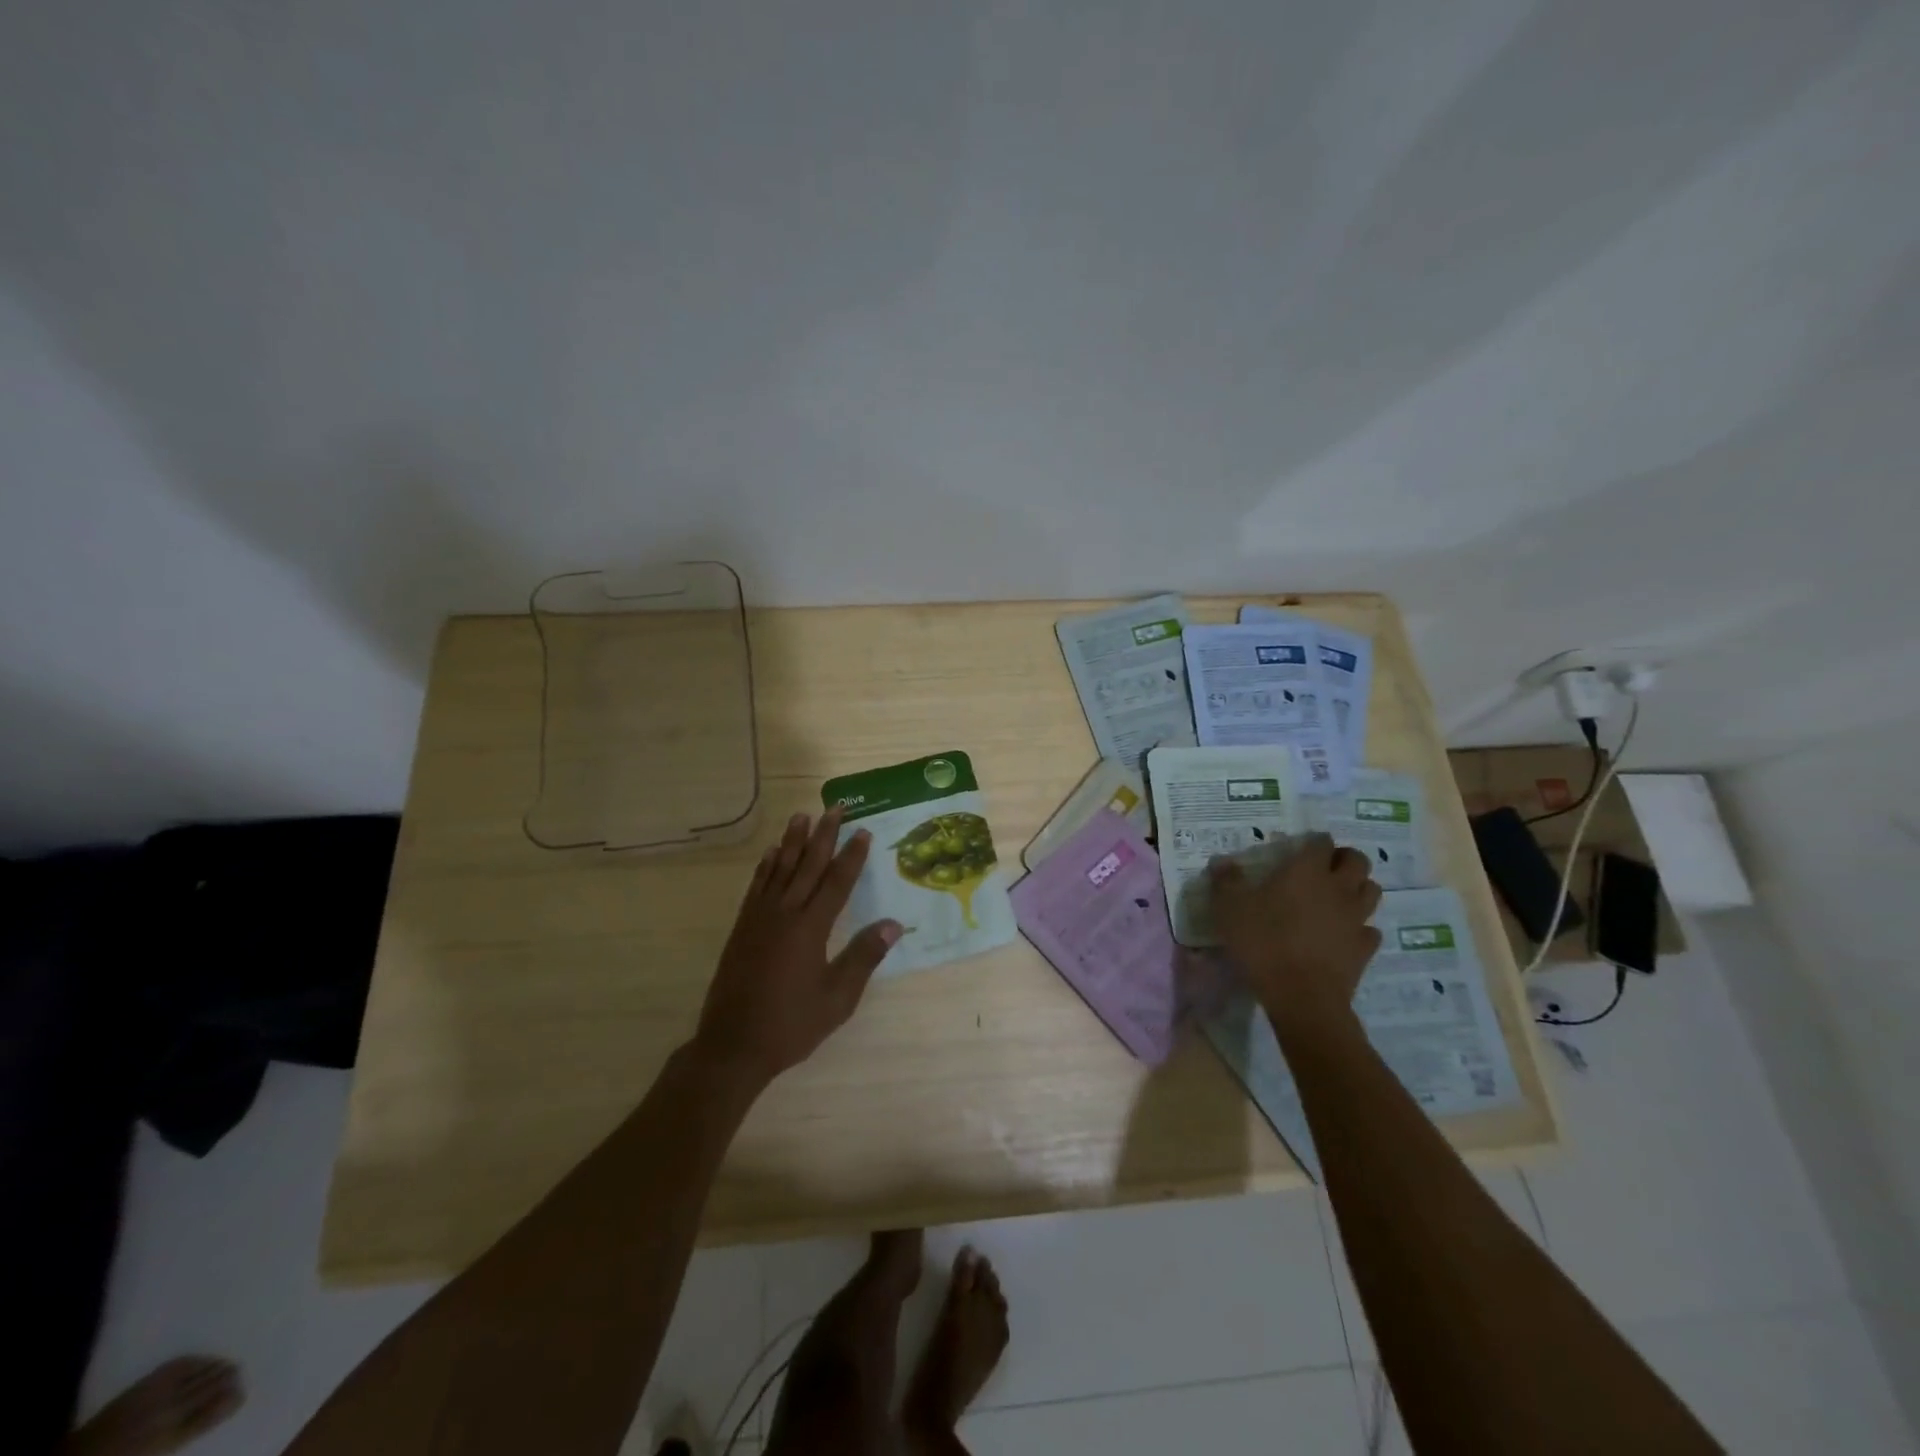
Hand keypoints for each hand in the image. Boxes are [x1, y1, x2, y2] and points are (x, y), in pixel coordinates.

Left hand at [693, 807, 901, 1085]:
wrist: (733, 1046)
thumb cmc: (791, 1024)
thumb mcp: (837, 998)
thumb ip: (864, 957)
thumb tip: (893, 924)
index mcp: (810, 928)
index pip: (837, 882)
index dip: (852, 856)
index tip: (862, 831)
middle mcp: (784, 914)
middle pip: (808, 866)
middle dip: (824, 836)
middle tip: (834, 808)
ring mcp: (759, 919)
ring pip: (779, 869)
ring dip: (793, 841)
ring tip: (802, 816)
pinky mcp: (742, 928)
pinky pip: (756, 886)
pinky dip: (765, 866)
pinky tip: (771, 853)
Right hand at [1210, 834, 1381, 1036]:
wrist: (1302, 996)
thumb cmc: (1263, 942)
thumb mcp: (1229, 908)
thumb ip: (1225, 881)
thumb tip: (1222, 861)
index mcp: (1307, 871)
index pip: (1322, 842)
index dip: (1314, 842)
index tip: (1300, 849)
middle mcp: (1338, 888)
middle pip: (1358, 861)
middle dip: (1344, 859)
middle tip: (1324, 867)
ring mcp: (1356, 919)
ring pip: (1371, 891)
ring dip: (1358, 888)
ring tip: (1338, 896)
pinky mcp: (1365, 948)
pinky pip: (1370, 930)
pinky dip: (1360, 927)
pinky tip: (1344, 934)